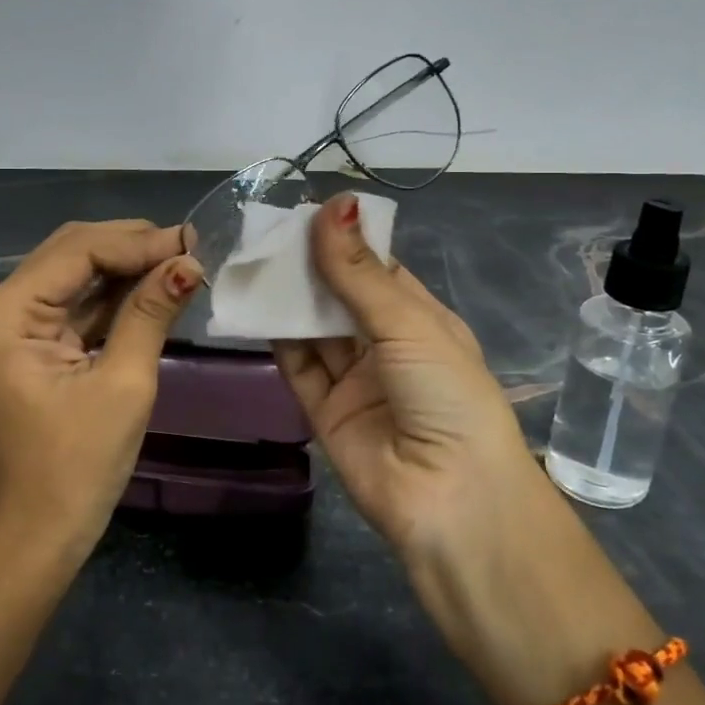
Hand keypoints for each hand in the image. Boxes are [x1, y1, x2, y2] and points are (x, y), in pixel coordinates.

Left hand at [0, 219, 202, 563]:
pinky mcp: (28, 347)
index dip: (136, 242)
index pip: (76, 251)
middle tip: (189, 248)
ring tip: (180, 261)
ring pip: (74, 275)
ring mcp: (10, 328)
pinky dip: (113, 296)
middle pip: (70, 253)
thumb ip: (150, 313)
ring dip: (125, 267)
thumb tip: (188, 262)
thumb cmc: (76, 471)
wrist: (33, 542)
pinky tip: (153, 287)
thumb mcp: (122, 385)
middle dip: (130, 246)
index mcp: (4, 315)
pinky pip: (74, 306)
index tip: (191, 242)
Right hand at [273, 192, 547, 585]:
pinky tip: (253, 307)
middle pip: (340, 298)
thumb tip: (334, 203)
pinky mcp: (324, 411)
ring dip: (288, 299)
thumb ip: (359, 271)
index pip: (378, 270)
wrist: (451, 500)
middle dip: (309, 267)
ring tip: (252, 260)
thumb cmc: (446, 395)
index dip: (344, 241)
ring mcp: (355, 381)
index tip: (304, 212)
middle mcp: (387, 348)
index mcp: (421, 322)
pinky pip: (297, 366)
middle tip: (267, 232)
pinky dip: (275, 338)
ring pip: (314, 330)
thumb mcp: (407, 323)